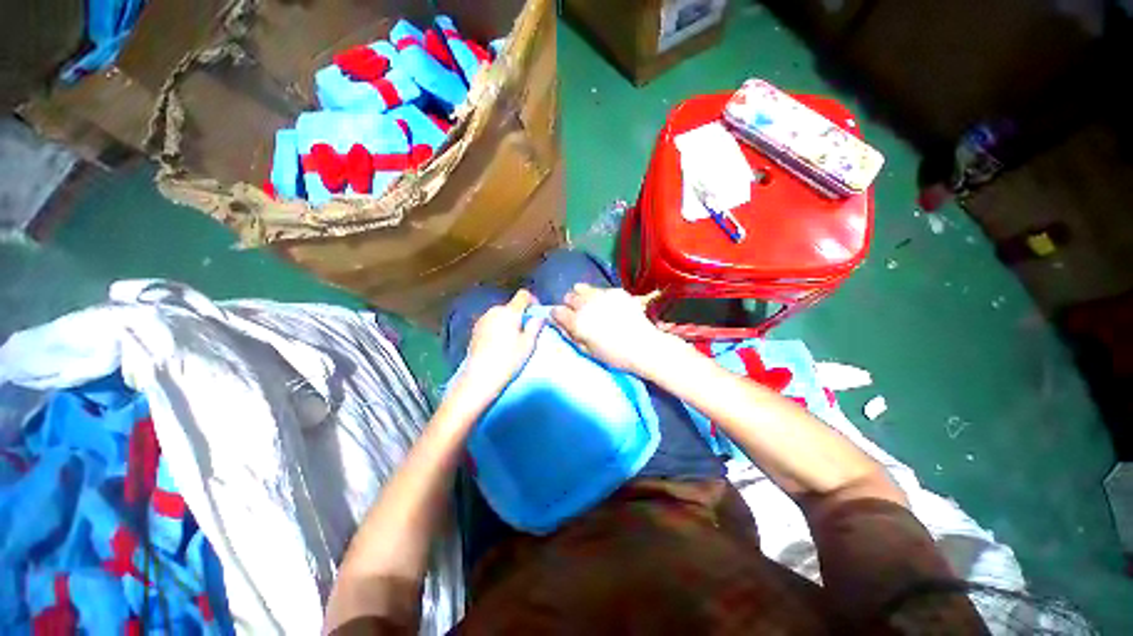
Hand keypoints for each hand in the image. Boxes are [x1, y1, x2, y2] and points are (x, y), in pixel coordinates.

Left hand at [450, 289, 544, 409]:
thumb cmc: (508, 359)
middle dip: (520, 314)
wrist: (480, 377)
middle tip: (526, 331)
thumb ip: (535, 326)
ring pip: (501, 314)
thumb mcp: (528, 344)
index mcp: (509, 312)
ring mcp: (482, 319)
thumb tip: (539, 317)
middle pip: (511, 306)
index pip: (523, 295)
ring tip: (512, 339)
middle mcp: (494, 311)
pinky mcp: (475, 330)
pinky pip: (491, 322)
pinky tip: (499, 343)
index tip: (537, 313)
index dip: (533, 300)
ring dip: (508, 321)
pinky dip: (498, 327)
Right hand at [551, 283, 675, 375]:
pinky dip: (600, 296)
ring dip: (583, 296)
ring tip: (592, 305)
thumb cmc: (614, 355)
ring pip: (581, 287)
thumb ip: (569, 334)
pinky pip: (600, 289)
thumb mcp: (586, 350)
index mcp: (577, 322)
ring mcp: (601, 295)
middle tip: (580, 314)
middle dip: (570, 304)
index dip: (558, 315)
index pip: (556, 311)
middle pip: (568, 296)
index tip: (564, 320)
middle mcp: (586, 305)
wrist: (643, 346)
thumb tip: (558, 323)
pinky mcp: (615, 291)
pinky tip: (610, 306)